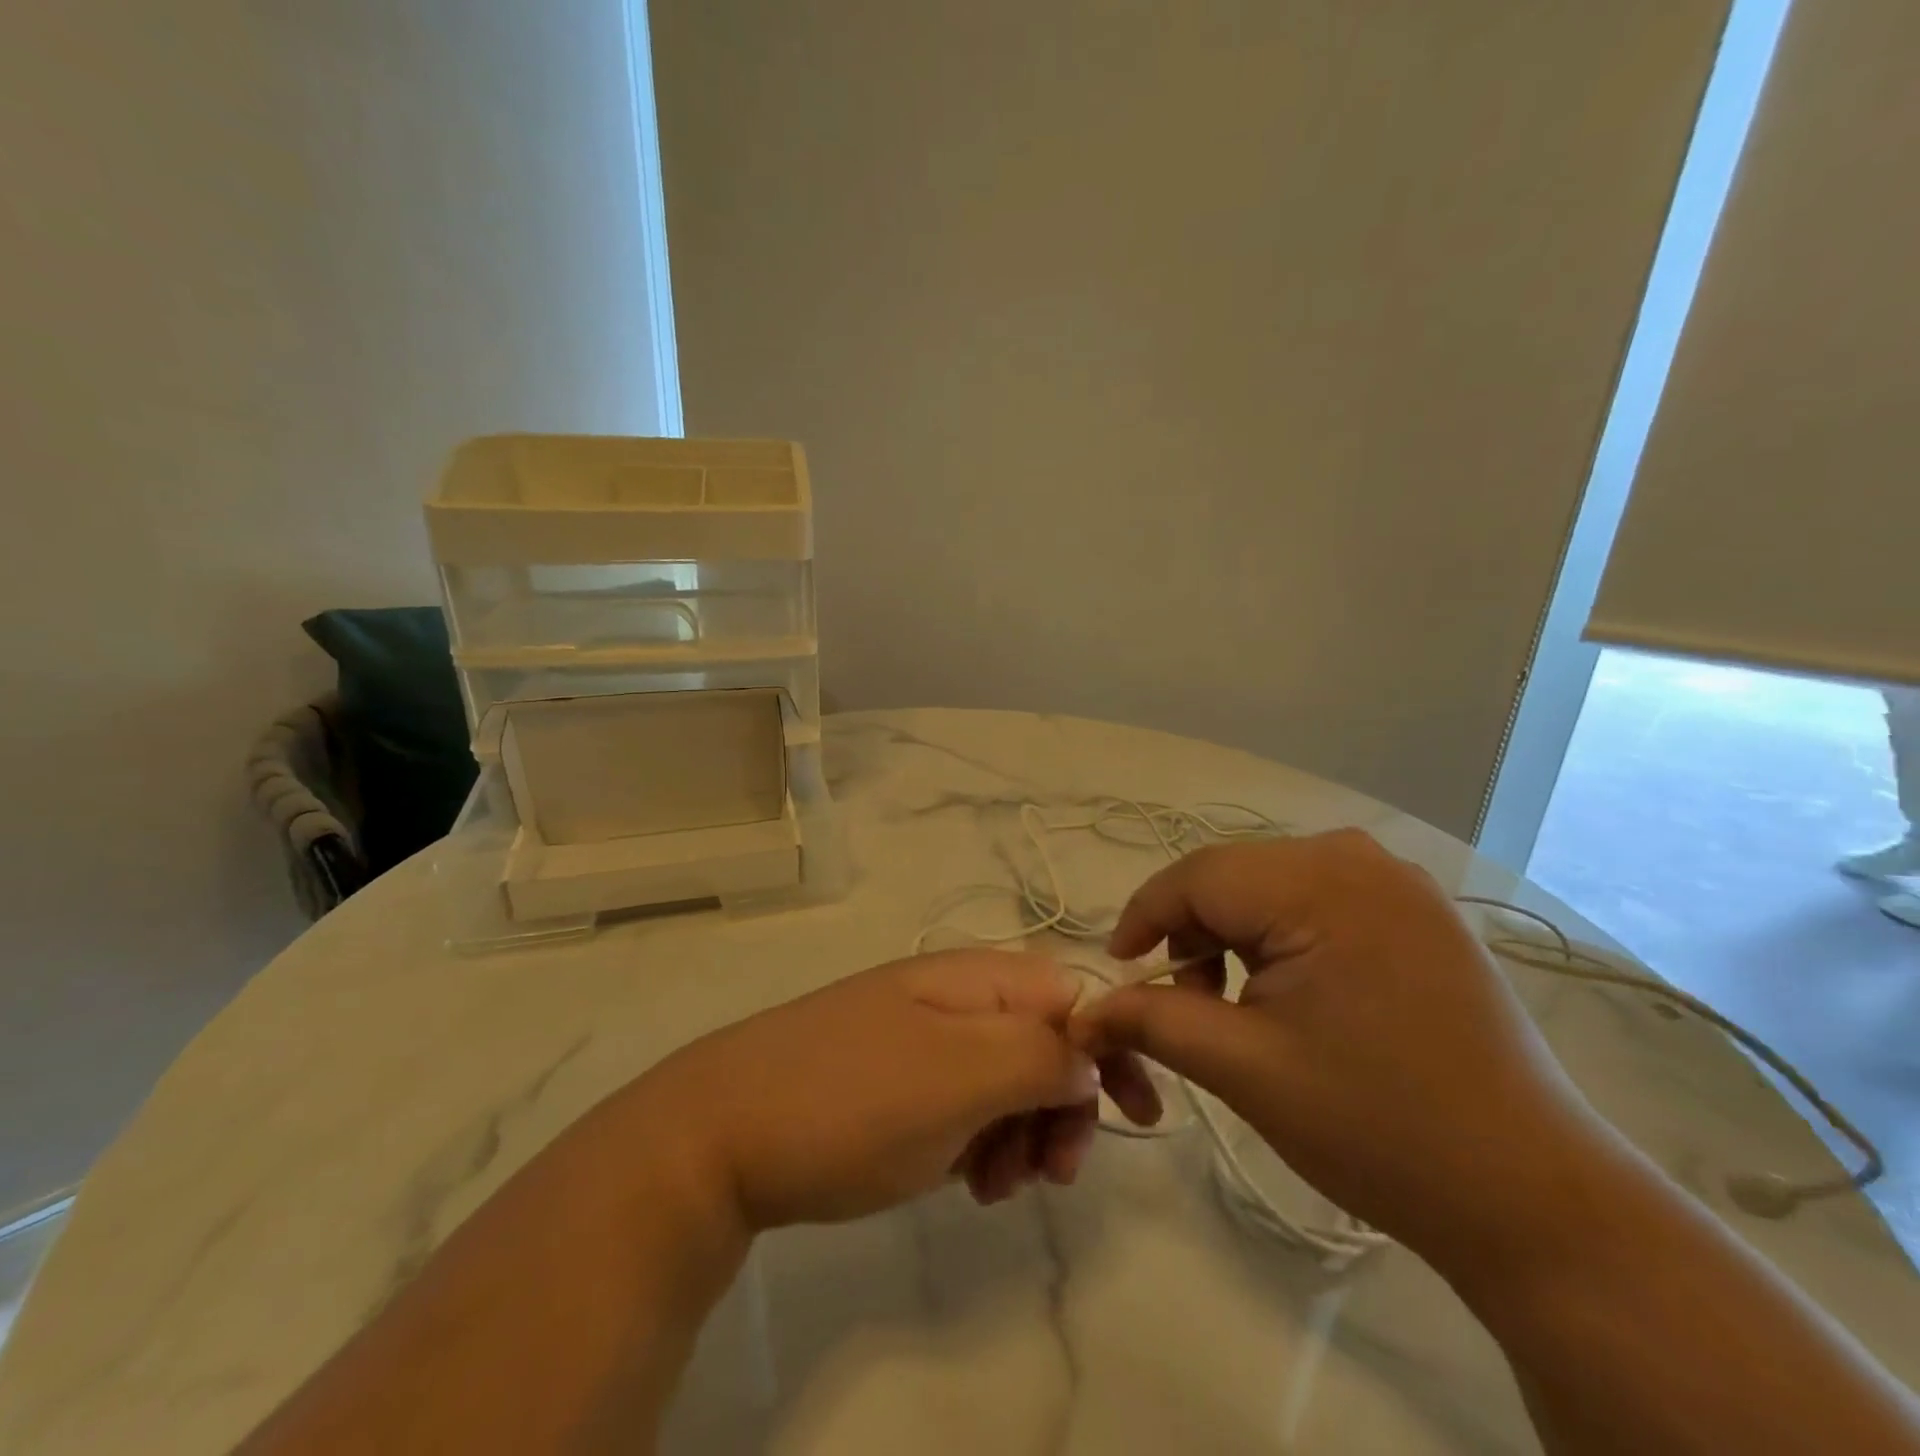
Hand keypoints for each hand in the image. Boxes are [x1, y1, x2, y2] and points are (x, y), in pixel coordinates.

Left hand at [641, 950, 1129, 1231]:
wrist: (720, 1134)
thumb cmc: (851, 1100)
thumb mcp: (958, 1076)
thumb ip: (1037, 1055)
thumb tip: (1088, 1055)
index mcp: (974, 978)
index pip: (1072, 994)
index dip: (1109, 1048)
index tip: (1135, 1116)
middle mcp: (953, 998)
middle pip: (1043, 1039)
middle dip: (1062, 1104)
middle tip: (1052, 1171)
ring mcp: (921, 1038)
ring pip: (1007, 1078)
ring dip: (1023, 1132)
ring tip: (999, 1185)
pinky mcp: (897, 1081)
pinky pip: (966, 1104)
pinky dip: (982, 1142)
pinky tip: (967, 1181)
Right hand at [1071, 831, 1609, 1255]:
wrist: (1533, 1196)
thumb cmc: (1377, 1125)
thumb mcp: (1244, 1068)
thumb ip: (1152, 1020)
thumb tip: (1085, 1009)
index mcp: (1321, 881)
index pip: (1196, 876)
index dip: (1144, 917)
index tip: (1119, 969)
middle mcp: (1361, 859)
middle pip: (1235, 877)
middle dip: (1193, 931)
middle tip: (1182, 999)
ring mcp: (1400, 883)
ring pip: (1274, 887)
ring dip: (1236, 935)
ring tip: (1235, 1004)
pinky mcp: (1421, 914)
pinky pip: (1321, 902)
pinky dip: (1283, 937)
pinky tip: (1291, 993)